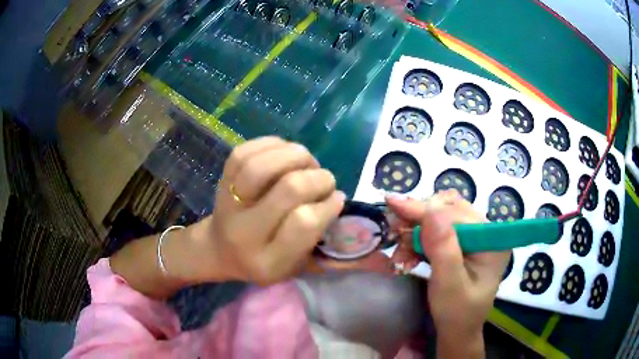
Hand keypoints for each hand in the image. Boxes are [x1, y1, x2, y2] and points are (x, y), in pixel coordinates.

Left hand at [181, 137, 344, 284]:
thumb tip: (337, 198)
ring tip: (307, 163)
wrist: (219, 250)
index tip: (336, 199)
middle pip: (288, 189)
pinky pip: (246, 151)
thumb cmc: (263, 260)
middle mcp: (244, 231)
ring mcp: (228, 202)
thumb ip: (319, 241)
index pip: (304, 223)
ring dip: (296, 156)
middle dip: (318, 178)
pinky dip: (273, 145)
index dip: (327, 206)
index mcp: (267, 261)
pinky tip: (286, 153)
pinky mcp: (222, 180)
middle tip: (325, 180)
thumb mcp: (294, 266)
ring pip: (263, 165)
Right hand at [386, 190, 510, 357]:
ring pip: (441, 215)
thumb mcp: (449, 285)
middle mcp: (487, 231)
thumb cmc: (456, 313)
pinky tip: (409, 251)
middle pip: (449, 209)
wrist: (457, 329)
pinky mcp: (463, 242)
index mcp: (492, 240)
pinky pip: (438, 227)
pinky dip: (420, 236)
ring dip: (417, 228)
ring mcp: (475, 235)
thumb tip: (430, 209)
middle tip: (395, 233)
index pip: (457, 214)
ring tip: (401, 250)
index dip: (425, 209)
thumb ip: (443, 248)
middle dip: (419, 219)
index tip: (393, 203)